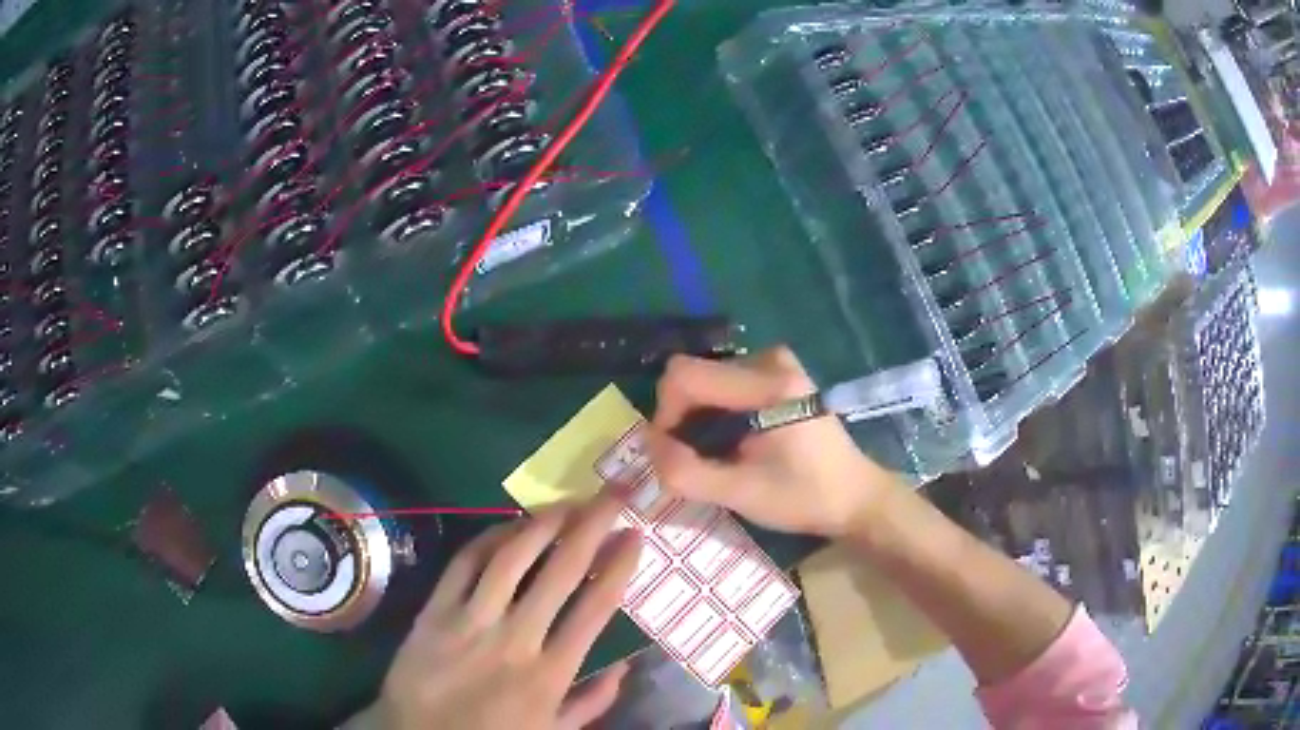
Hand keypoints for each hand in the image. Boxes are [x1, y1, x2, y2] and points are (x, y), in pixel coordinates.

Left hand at [365, 494, 641, 729]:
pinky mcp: (434, 611)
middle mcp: (516, 640)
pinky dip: (488, 539)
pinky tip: (508, 526)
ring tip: (566, 503)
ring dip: (542, 524)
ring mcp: (470, 621)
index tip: (635, 534)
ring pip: (511, 559)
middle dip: (592, 527)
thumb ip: (591, 703)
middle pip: (561, 572)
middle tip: (611, 495)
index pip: (595, 608)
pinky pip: (463, 564)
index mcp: (550, 673)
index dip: (619, 566)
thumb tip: (626, 667)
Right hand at [647, 347, 902, 536]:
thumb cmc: (803, 497)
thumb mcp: (740, 494)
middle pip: (695, 374)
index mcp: (767, 385)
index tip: (672, 451)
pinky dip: (716, 408)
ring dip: (697, 413)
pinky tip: (731, 439)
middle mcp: (771, 360)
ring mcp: (778, 362)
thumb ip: (685, 472)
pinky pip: (727, 379)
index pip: (684, 375)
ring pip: (708, 377)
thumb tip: (649, 445)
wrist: (855, 496)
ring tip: (714, 452)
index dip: (664, 413)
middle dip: (681, 416)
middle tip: (692, 458)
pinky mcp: (782, 371)